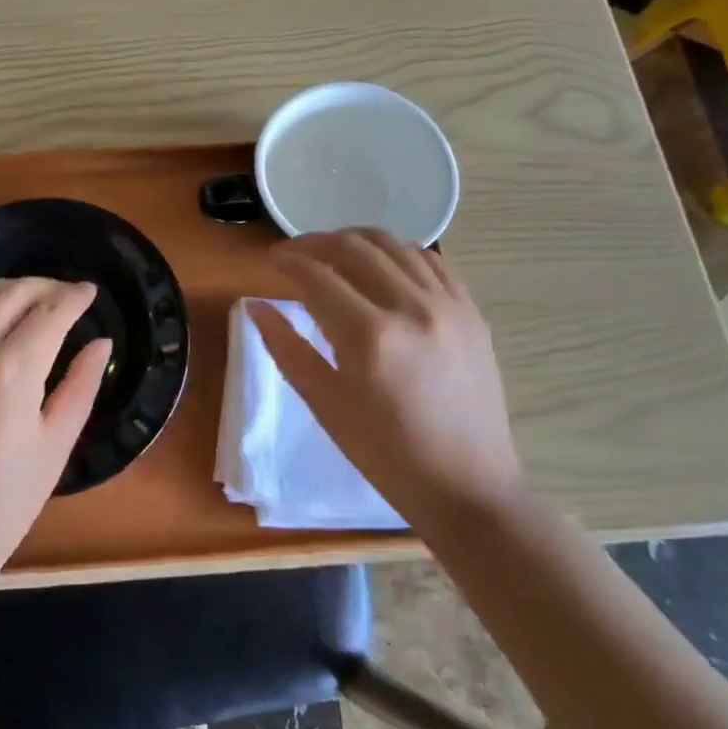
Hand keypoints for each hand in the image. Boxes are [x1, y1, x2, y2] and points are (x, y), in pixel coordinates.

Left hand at [0, 278, 110, 576]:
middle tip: (65, 296)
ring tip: (32, 303)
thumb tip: (101, 343)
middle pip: (11, 292)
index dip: (74, 297)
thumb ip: (81, 385)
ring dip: (10, 291)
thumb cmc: (4, 502)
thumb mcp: (55, 444)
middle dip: (44, 286)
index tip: (90, 292)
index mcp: (11, 372)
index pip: (50, 311)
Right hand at [246, 230, 523, 526]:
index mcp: (370, 337)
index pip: (318, 276)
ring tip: (334, 252)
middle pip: (355, 248)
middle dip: (317, 242)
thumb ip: (287, 349)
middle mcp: (411, 308)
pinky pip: (430, 261)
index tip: (271, 259)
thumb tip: (256, 306)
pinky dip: (398, 252)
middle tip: (296, 252)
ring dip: (356, 240)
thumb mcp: (326, 405)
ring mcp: (448, 306)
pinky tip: (382, 265)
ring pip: (394, 245)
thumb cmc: (386, 455)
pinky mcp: (471, 312)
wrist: (468, 488)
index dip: (288, 260)